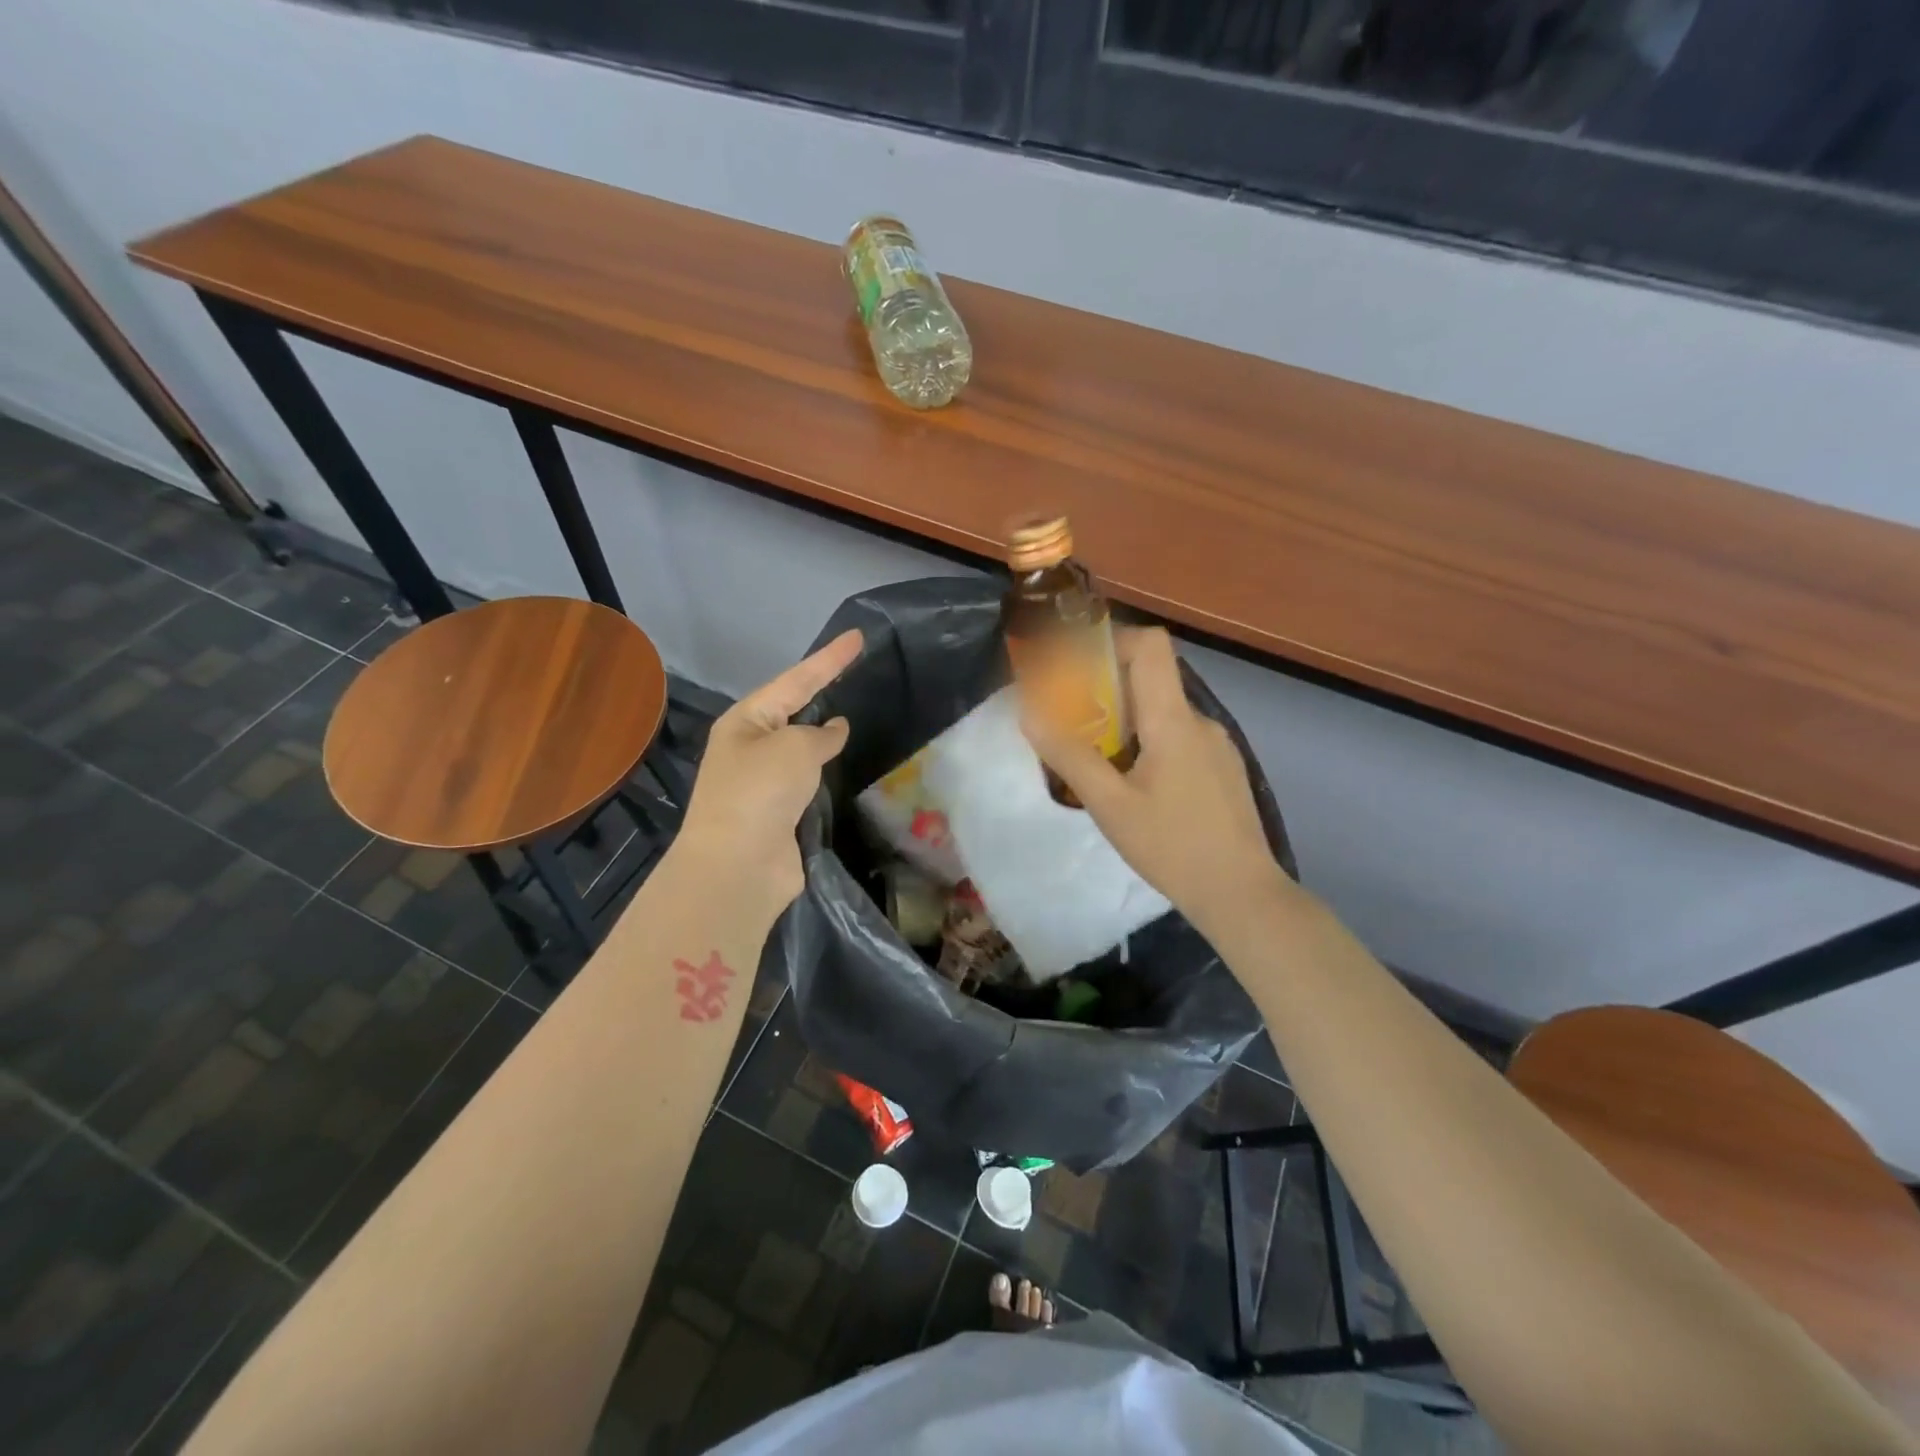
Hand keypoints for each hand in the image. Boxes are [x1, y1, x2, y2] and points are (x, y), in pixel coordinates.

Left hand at [671, 629, 861, 918]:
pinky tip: (845, 764)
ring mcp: (764, 782)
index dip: (829, 659)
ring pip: (802, 747)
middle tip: (857, 671)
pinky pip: (809, 780)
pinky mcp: (780, 813)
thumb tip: (835, 730)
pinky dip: (826, 771)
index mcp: (746, 722)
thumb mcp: (795, 748)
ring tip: (857, 714)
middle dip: (823, 691)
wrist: (739, 866)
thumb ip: (820, 734)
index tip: (857, 637)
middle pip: (794, 710)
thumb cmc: (760, 792)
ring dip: (825, 735)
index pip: (796, 680)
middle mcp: (751, 747)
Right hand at [1021, 626, 1289, 933]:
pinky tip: (1133, 786)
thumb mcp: (1109, 805)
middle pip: (1152, 679)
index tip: (1076, 663)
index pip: (1151, 646)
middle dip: (1107, 690)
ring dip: (1126, 723)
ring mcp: (1216, 746)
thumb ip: (1069, 756)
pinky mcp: (1222, 770)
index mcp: (1173, 720)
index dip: (1113, 640)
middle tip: (1071, 719)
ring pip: (1163, 714)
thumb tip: (1030, 713)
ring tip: (1096, 759)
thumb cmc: (1172, 846)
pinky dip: (1148, 744)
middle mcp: (1200, 721)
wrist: (1241, 894)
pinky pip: (1179, 739)